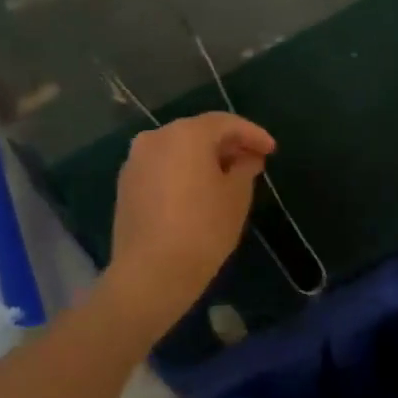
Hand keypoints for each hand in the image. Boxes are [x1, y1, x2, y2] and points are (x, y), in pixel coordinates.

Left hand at [107, 112, 275, 326]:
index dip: (253, 134)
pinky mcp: (125, 185)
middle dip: (227, 144)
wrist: (150, 273)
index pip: (226, 123)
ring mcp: (136, 161)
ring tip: (227, 176)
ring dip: (203, 157)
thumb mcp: (237, 196)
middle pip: (199, 132)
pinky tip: (198, 190)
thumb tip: (246, 158)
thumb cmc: (203, 229)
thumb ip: (245, 168)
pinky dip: (182, 171)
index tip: (272, 150)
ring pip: (178, 149)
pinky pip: (162, 167)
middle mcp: (156, 138)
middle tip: (252, 160)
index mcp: (186, 134)